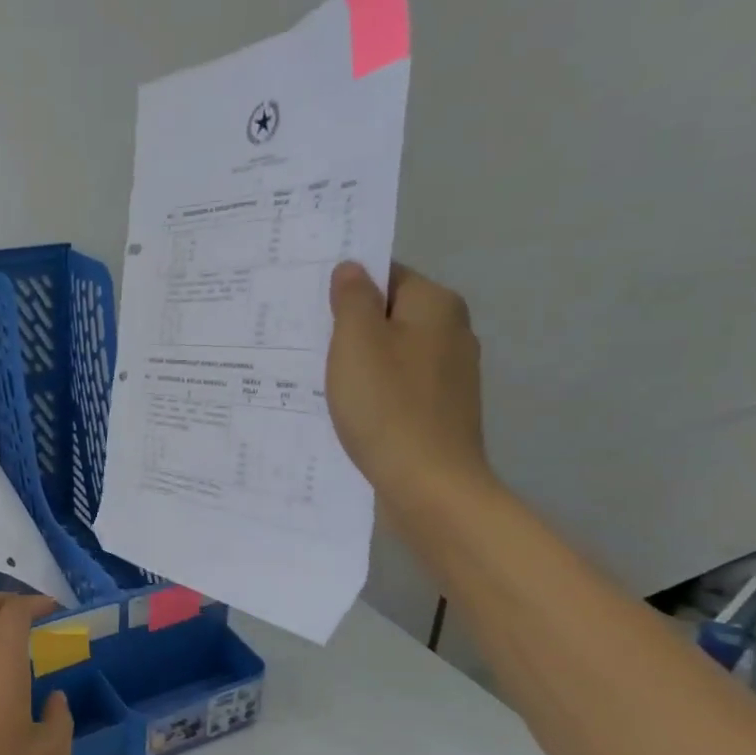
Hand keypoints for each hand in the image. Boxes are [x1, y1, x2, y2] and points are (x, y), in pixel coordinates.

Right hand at [326, 261, 490, 507]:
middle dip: (349, 327)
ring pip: (392, 353)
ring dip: (359, 362)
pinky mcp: (442, 410)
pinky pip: (398, 387)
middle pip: (390, 315)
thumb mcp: (356, 343)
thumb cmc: (387, 406)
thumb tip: (351, 269)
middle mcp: (451, 332)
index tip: (308, 306)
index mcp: (435, 306)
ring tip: (316, 378)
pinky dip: (373, 392)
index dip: (346, 286)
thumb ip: (352, 299)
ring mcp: (450, 375)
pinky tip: (347, 410)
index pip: (386, 275)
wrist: (429, 485)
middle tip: (304, 341)